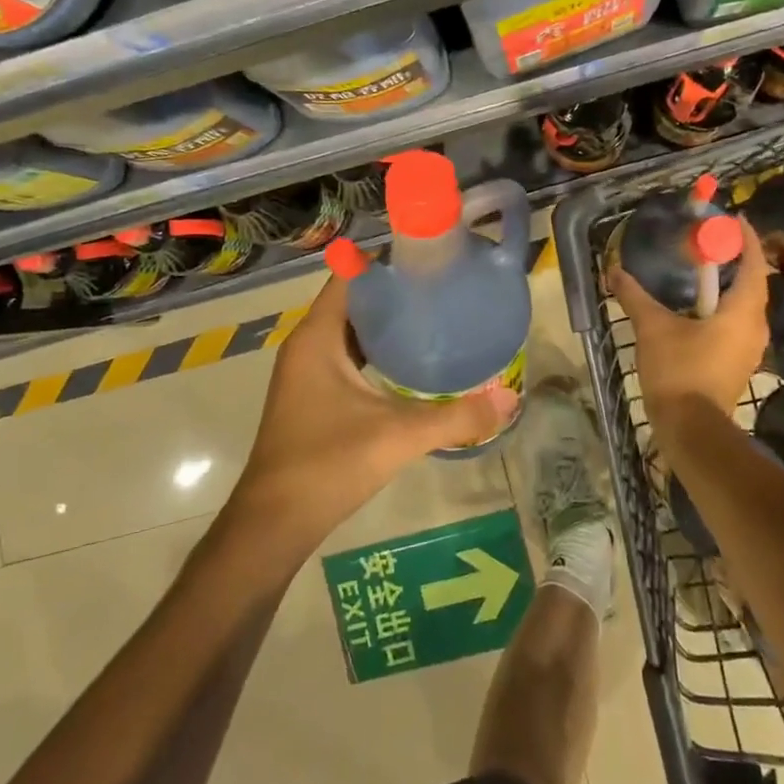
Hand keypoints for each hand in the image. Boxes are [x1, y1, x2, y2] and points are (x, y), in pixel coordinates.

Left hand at [232, 274, 518, 546]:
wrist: (274, 523)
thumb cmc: (329, 464)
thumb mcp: (398, 436)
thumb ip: (456, 417)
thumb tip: (510, 400)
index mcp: (318, 338)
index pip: (349, 277)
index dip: (385, 264)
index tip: (428, 261)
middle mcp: (307, 346)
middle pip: (353, 302)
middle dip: (394, 294)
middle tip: (442, 290)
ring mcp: (306, 372)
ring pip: (349, 332)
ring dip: (385, 325)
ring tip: (434, 319)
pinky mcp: (311, 395)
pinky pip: (346, 356)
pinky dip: (374, 352)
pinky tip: (410, 364)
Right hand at [609, 215, 769, 438]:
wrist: (690, 429)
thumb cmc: (679, 370)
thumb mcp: (652, 328)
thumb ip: (635, 296)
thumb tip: (615, 270)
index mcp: (742, 311)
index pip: (754, 264)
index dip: (747, 239)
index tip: (734, 219)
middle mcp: (754, 326)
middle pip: (753, 283)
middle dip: (737, 259)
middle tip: (713, 242)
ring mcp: (749, 348)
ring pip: (745, 305)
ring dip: (729, 285)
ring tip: (704, 270)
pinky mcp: (737, 363)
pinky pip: (736, 323)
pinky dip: (723, 307)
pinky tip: (698, 307)